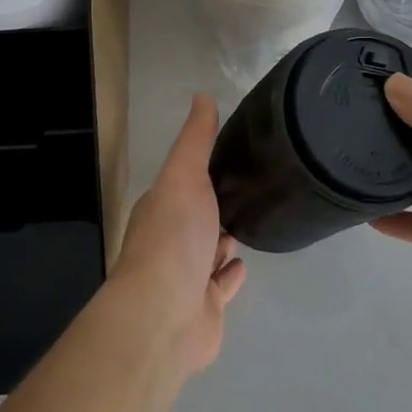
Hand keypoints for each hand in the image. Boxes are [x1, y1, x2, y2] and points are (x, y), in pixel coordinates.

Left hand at [111, 95, 246, 374]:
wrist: (165, 315)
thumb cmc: (173, 237)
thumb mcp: (184, 175)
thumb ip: (196, 140)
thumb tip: (202, 96)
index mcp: (161, 207)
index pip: (183, 182)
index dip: (202, 170)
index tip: (231, 154)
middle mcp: (171, 241)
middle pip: (196, 218)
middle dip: (216, 206)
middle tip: (249, 188)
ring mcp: (187, 277)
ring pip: (209, 252)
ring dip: (224, 239)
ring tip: (250, 221)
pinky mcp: (205, 308)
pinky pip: (221, 286)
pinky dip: (231, 275)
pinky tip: (244, 263)